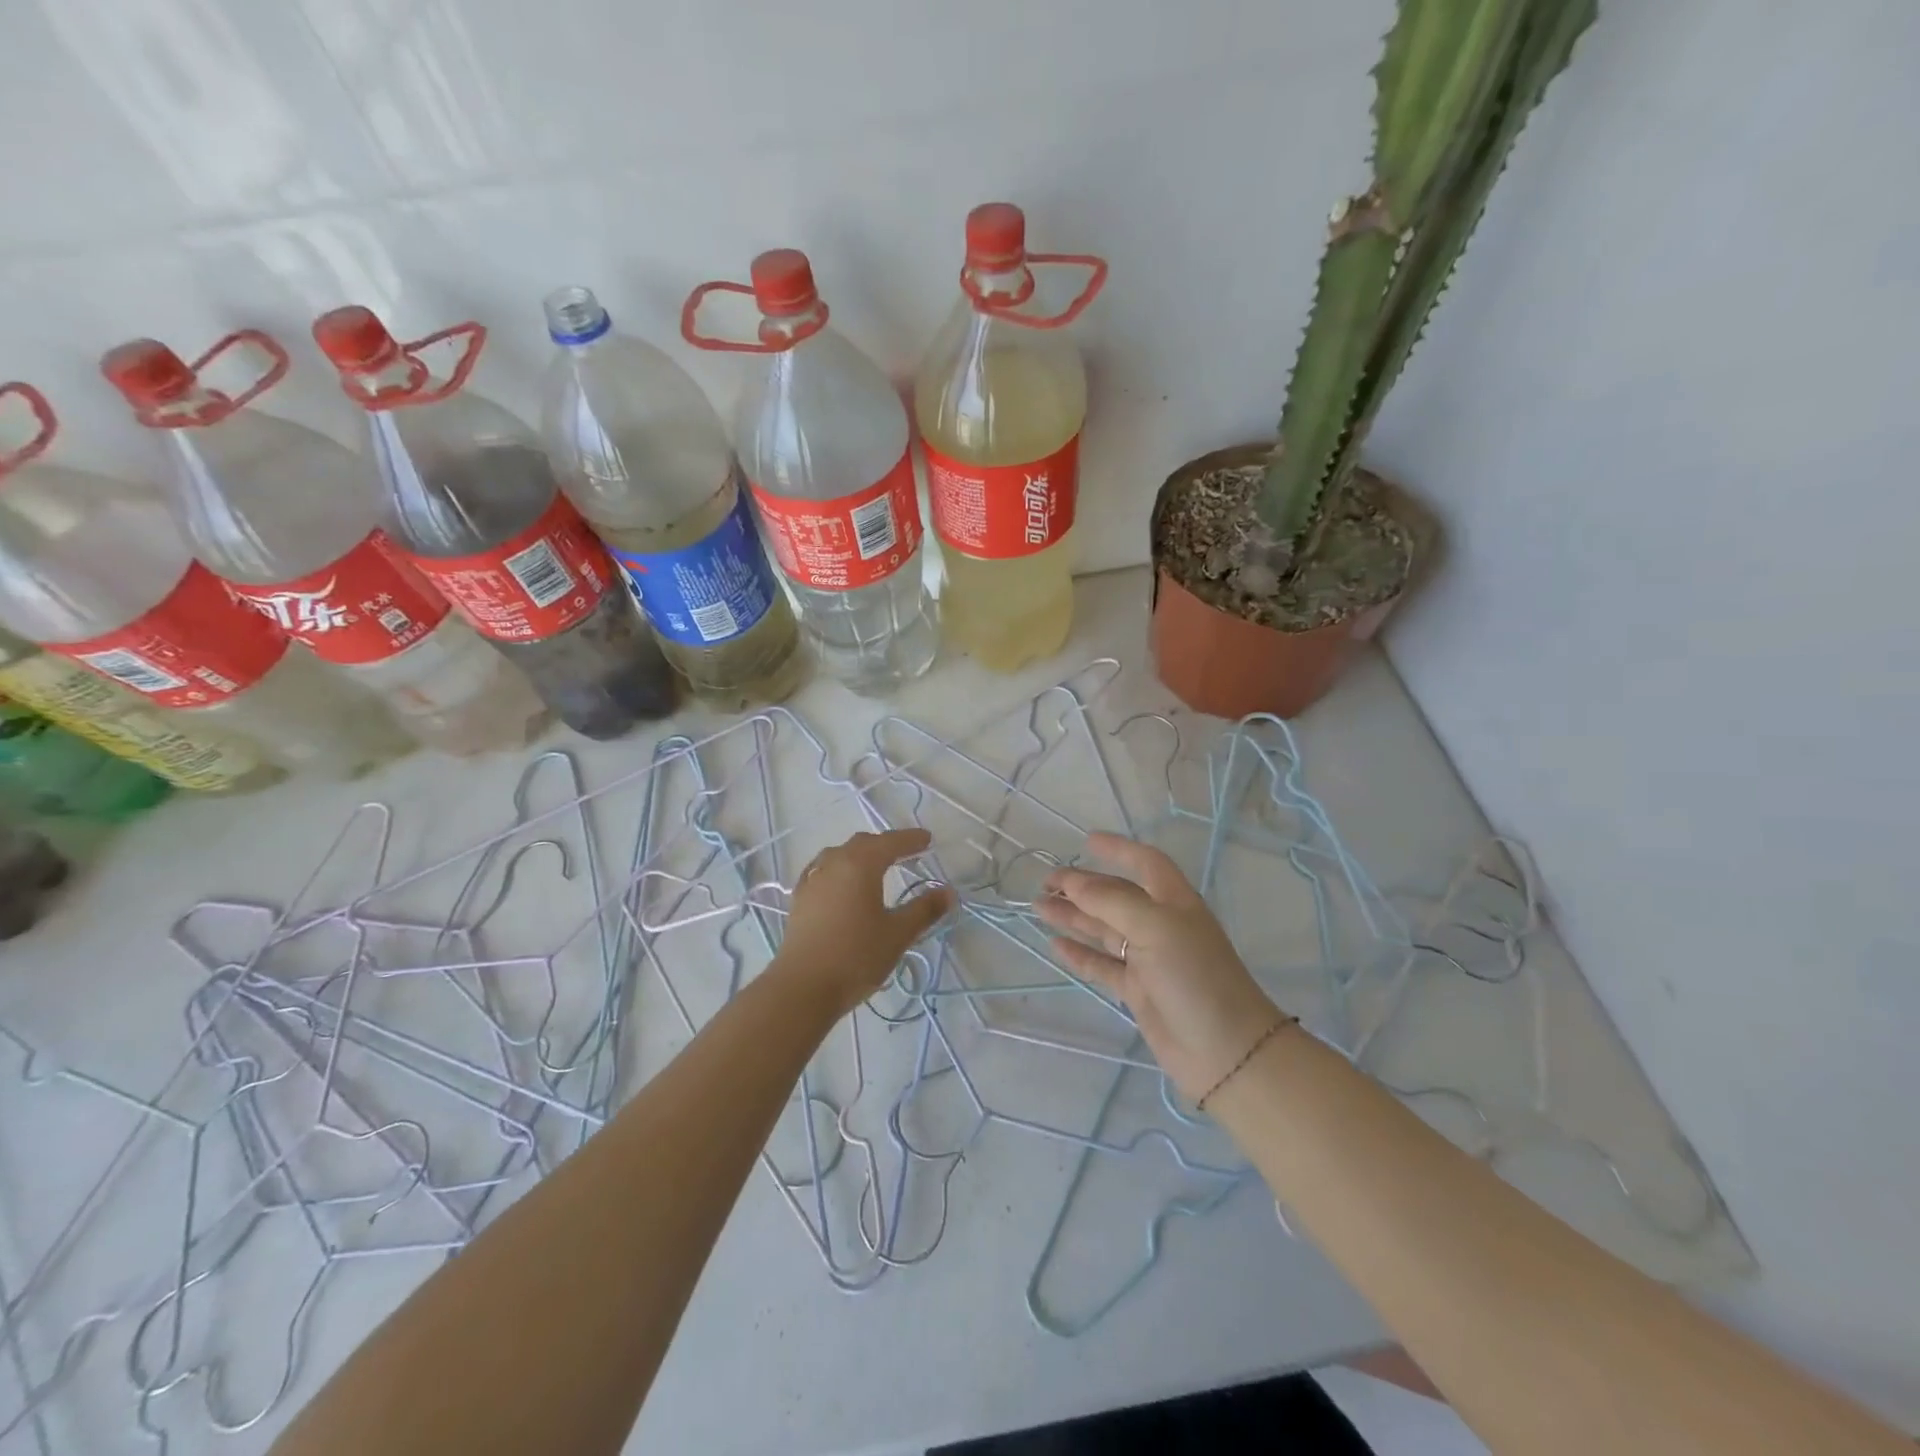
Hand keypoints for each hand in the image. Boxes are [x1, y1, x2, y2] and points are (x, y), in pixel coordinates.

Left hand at [774, 828, 952, 1017]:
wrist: (802, 988)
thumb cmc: (856, 957)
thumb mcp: (898, 934)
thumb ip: (924, 910)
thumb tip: (948, 891)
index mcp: (860, 865)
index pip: (890, 842)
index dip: (910, 839)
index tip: (928, 839)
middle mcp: (834, 863)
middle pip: (863, 844)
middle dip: (886, 844)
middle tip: (906, 851)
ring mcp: (812, 880)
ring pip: (839, 855)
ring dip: (860, 854)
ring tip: (875, 865)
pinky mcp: (799, 899)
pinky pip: (822, 871)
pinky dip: (838, 869)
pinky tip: (839, 882)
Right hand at [1038, 832, 1290, 1103]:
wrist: (1224, 1050)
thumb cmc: (1194, 975)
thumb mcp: (1155, 927)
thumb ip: (1111, 901)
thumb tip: (1073, 882)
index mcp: (1173, 901)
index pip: (1145, 863)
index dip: (1118, 849)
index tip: (1086, 841)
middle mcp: (1161, 925)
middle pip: (1116, 896)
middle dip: (1083, 886)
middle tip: (1045, 882)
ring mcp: (1149, 959)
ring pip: (1103, 929)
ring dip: (1073, 917)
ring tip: (1039, 907)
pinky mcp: (1138, 990)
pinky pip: (1102, 965)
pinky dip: (1079, 953)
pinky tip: (1055, 944)